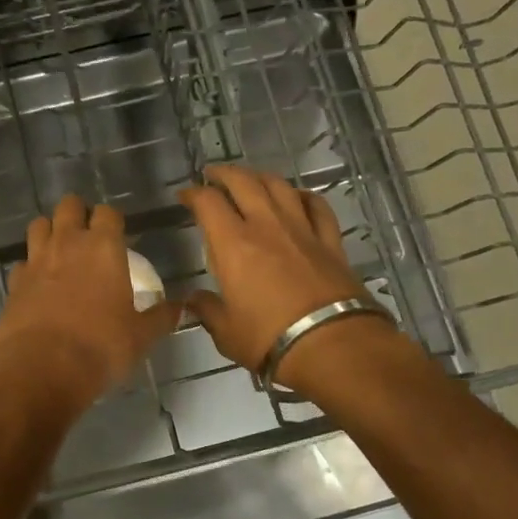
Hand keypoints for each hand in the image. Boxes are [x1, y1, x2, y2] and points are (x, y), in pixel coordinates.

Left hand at [0, 194, 179, 408]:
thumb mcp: (141, 336)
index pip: (108, 213)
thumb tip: (181, 308)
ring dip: (50, 230)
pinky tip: (38, 283)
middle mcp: (68, 243)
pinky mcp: (14, 281)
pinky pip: (22, 262)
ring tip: (60, 249)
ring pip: (39, 224)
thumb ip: (161, 317)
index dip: (112, 219)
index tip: (117, 233)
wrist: (42, 369)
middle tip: (87, 234)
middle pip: (69, 206)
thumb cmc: (100, 347)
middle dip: (78, 213)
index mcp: (104, 247)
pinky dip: (30, 266)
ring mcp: (36, 260)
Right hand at [177, 165, 388, 391]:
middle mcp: (266, 226)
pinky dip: (304, 196)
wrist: (332, 345)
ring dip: (261, 177)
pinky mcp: (330, 241)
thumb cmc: (269, 338)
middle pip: (243, 182)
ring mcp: (302, 229)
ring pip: (280, 186)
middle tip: (213, 175)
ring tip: (251, 180)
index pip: (208, 203)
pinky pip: (317, 206)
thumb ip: (208, 311)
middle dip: (224, 174)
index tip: (184, 196)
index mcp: (233, 244)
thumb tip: (194, 301)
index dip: (192, 194)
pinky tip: (298, 197)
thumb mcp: (226, 332)